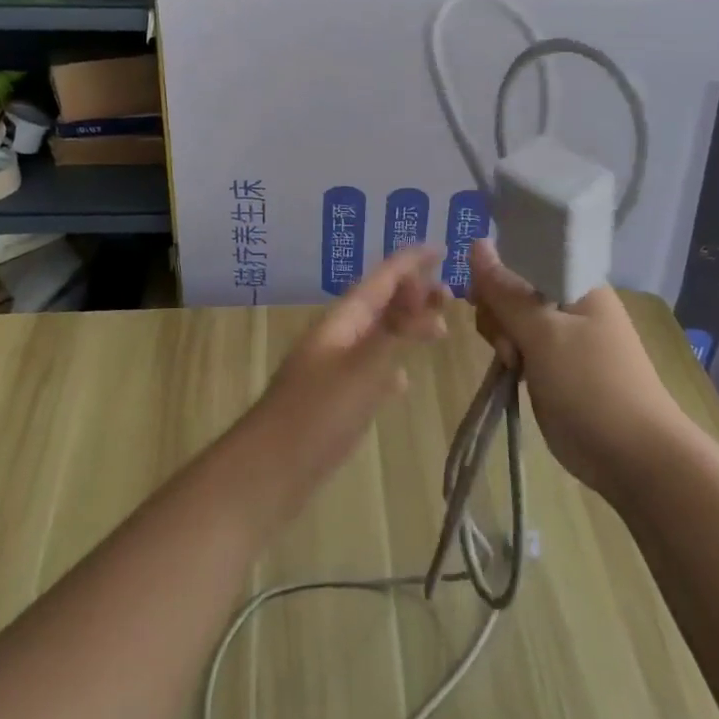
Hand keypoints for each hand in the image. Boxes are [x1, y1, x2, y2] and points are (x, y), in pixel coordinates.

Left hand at [246, 246, 448, 516]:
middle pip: (380, 304)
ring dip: (406, 327)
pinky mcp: (335, 402)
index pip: (381, 279)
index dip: (409, 261)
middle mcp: (337, 338)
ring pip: (377, 337)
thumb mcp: (363, 367)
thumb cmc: (317, 414)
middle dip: (413, 293)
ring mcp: (333, 370)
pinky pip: (369, 371)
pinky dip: (390, 367)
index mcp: (341, 321)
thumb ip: (395, 331)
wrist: (269, 471)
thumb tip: (425, 295)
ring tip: (439, 330)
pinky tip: (403, 382)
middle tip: (450, 293)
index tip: (440, 247)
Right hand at [468, 239, 681, 498]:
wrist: (633, 457)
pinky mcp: (553, 367)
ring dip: (502, 337)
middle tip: (507, 342)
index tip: (482, 298)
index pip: (525, 255)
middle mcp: (570, 303)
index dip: (498, 271)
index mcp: (577, 283)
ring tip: (511, 363)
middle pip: (514, 288)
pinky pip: (520, 347)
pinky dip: (509, 356)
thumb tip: (476, 244)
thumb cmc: (591, 385)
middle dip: (499, 312)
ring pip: (512, 319)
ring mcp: (563, 337)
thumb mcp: (543, 333)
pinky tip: (509, 372)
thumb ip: (506, 291)